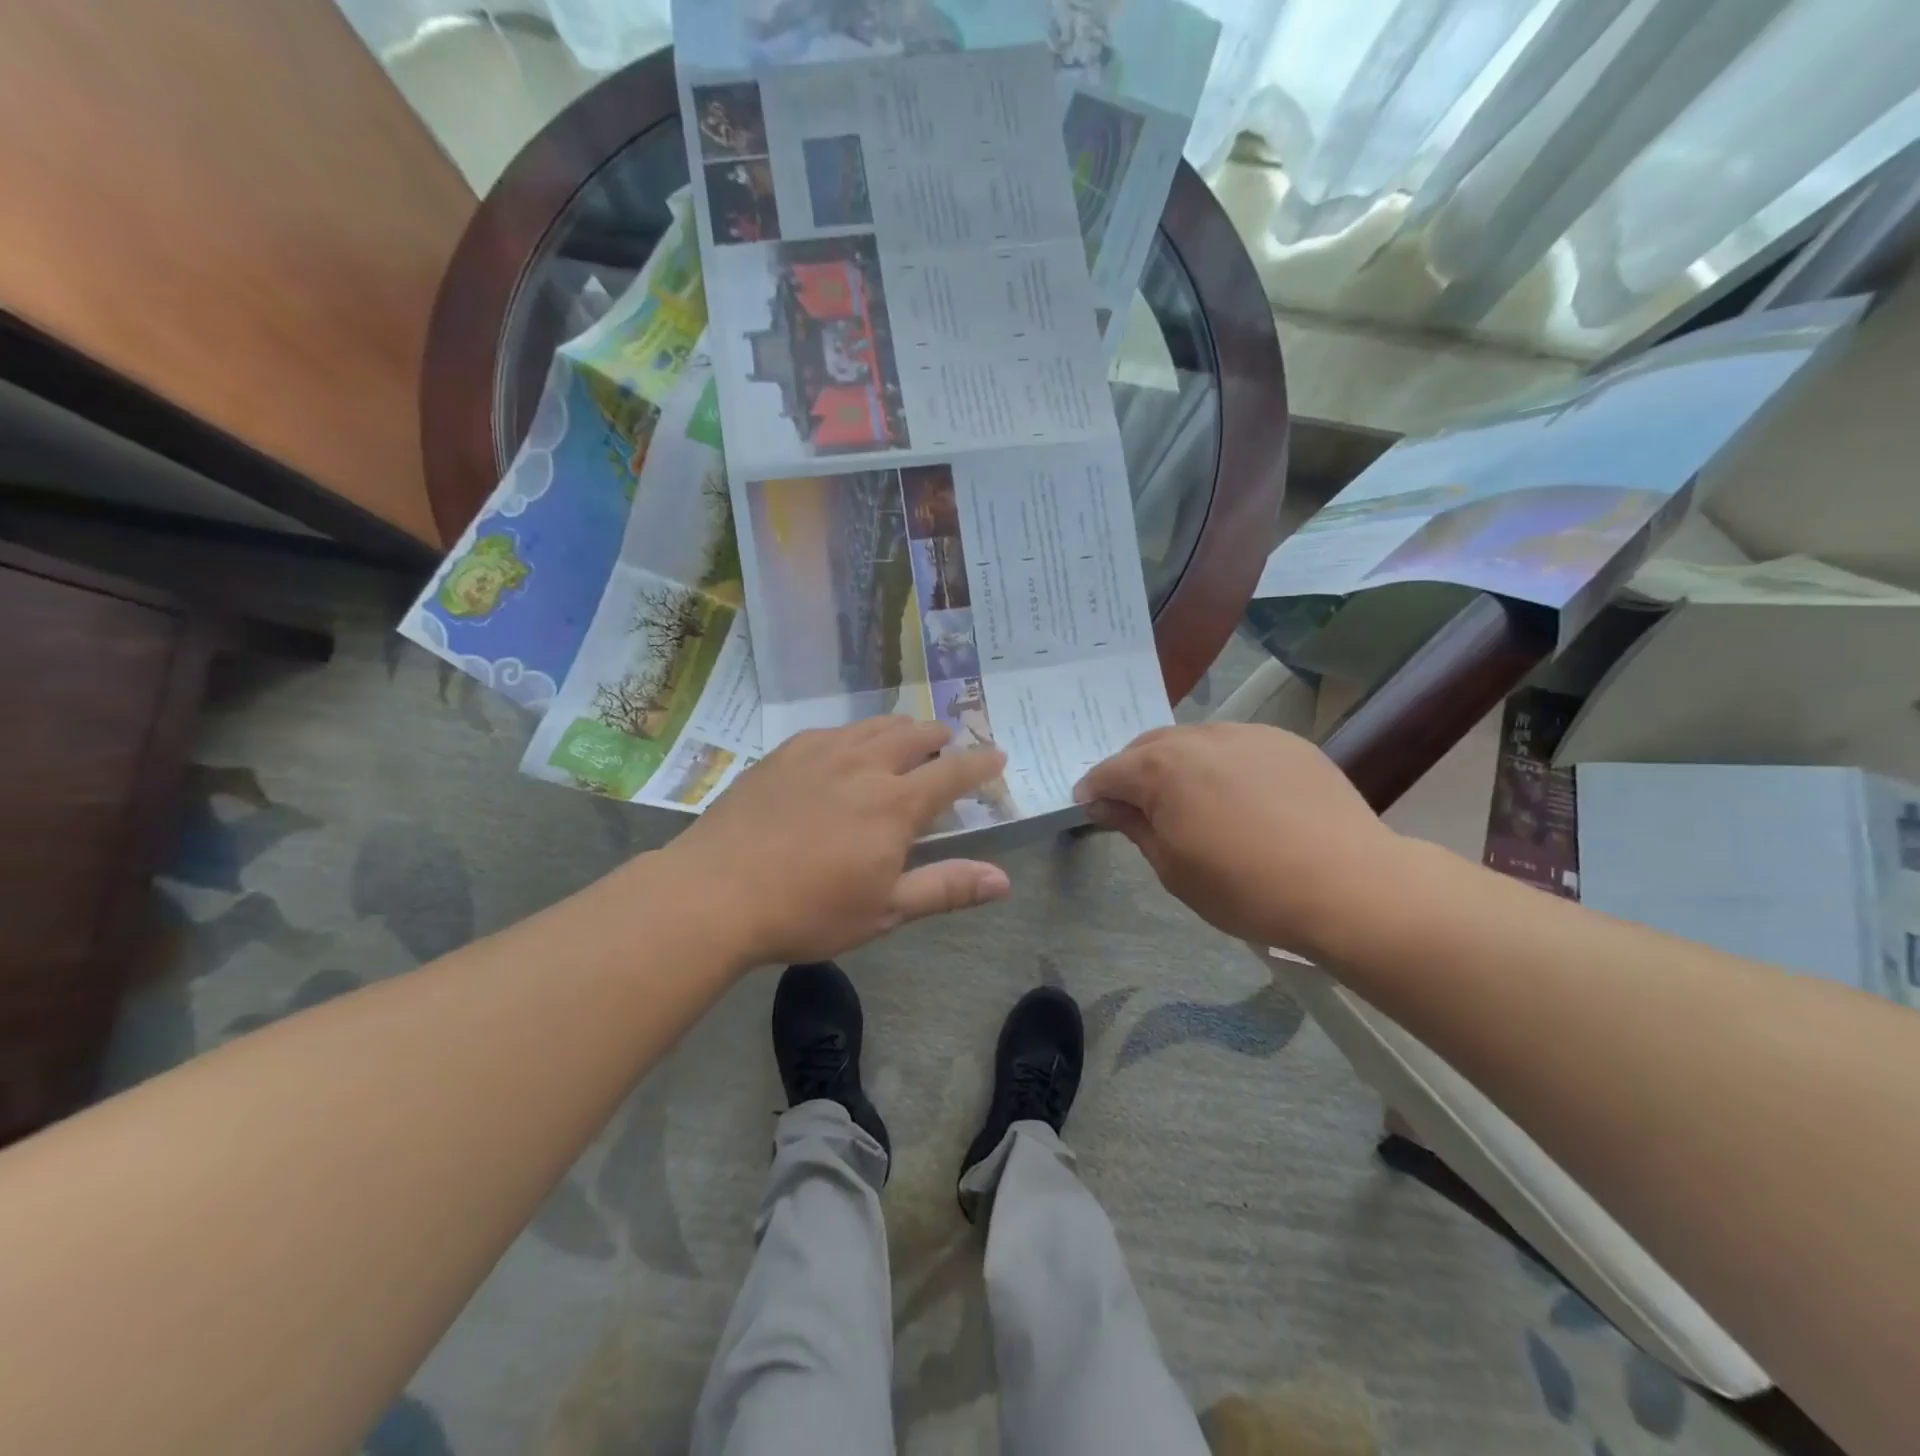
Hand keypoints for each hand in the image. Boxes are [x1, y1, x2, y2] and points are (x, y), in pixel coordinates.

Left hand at [668, 718, 1011, 967]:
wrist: (715, 892)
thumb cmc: (807, 910)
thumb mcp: (884, 910)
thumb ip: (946, 888)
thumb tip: (1003, 880)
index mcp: (895, 804)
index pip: (953, 772)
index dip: (980, 763)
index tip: (997, 755)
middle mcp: (864, 765)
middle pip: (915, 735)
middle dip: (939, 737)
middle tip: (946, 746)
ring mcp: (821, 752)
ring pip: (874, 725)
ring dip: (899, 730)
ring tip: (904, 739)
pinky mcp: (785, 752)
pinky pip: (833, 730)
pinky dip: (855, 735)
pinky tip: (844, 750)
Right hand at [1074, 723, 1403, 959]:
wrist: (1346, 884)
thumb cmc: (1245, 887)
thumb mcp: (1173, 868)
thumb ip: (1134, 826)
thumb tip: (1104, 804)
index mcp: (1161, 769)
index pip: (1109, 771)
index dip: (1093, 791)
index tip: (1089, 808)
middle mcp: (1198, 738)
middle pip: (1148, 746)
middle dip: (1133, 771)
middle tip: (1136, 805)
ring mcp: (1246, 734)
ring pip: (1194, 740)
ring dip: (1178, 764)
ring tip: (1189, 798)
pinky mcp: (1285, 742)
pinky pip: (1236, 745)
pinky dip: (1222, 764)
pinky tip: (1239, 796)